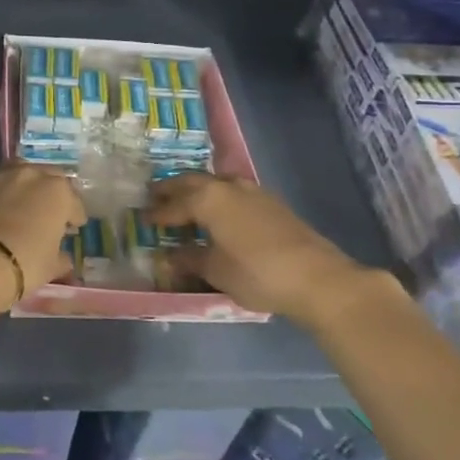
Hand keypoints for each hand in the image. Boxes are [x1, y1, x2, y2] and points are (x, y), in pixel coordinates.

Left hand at [0, 148, 84, 299]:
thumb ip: (59, 258)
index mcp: (58, 193)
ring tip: (15, 196)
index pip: (73, 201)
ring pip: (15, 165)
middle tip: (45, 212)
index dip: (73, 215)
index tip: (71, 227)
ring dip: (19, 178)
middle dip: (49, 192)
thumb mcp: (50, 268)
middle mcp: (30, 174)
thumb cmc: (23, 267)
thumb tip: (62, 259)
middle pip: (47, 175)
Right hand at [148, 172, 383, 316]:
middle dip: (173, 188)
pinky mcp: (272, 203)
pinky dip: (218, 198)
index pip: (174, 204)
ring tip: (187, 201)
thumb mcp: (216, 270)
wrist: (317, 278)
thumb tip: (168, 257)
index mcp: (208, 199)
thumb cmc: (257, 273)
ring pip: (216, 183)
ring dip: (198, 189)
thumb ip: (189, 259)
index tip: (143, 218)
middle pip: (193, 181)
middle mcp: (228, 187)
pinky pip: (234, 192)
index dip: (157, 213)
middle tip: (156, 195)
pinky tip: (220, 213)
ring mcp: (253, 192)